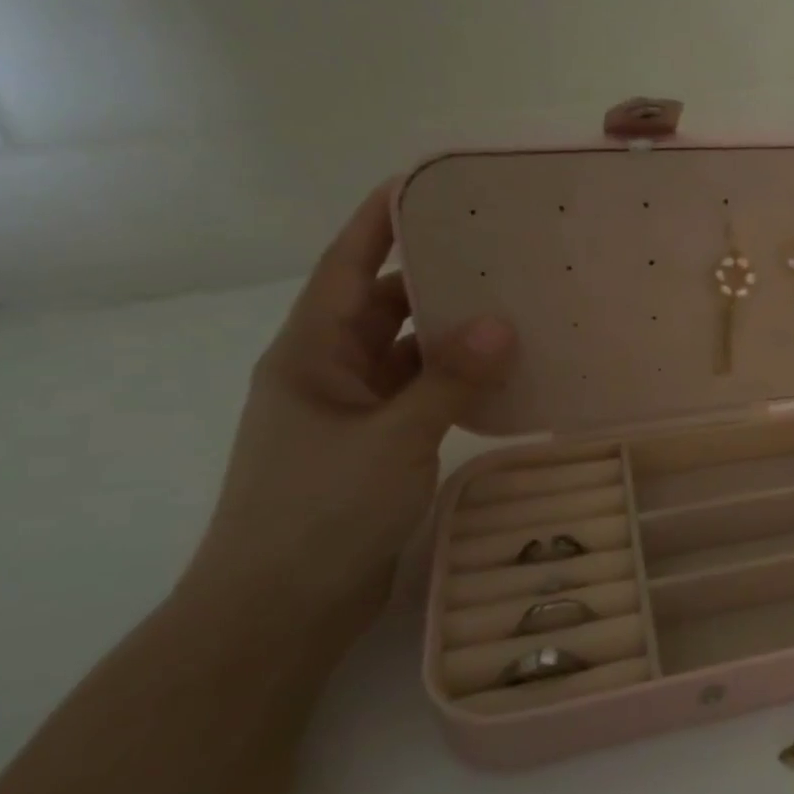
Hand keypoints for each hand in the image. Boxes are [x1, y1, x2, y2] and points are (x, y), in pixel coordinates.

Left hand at [189, 184, 514, 639]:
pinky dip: (455, 379)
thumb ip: (448, 379)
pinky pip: (420, 393)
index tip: (423, 186)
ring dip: (451, 333)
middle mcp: (328, 372)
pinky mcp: (376, 444)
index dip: (378, 223)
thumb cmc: (320, 512)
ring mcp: (352, 411)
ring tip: (513, 306)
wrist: (280, 607)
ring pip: (407, 352)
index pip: (345, 268)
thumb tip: (502, 323)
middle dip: (433, 276)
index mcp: (309, 355)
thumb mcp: (391, 438)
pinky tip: (500, 373)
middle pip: (382, 305)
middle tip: (498, 250)